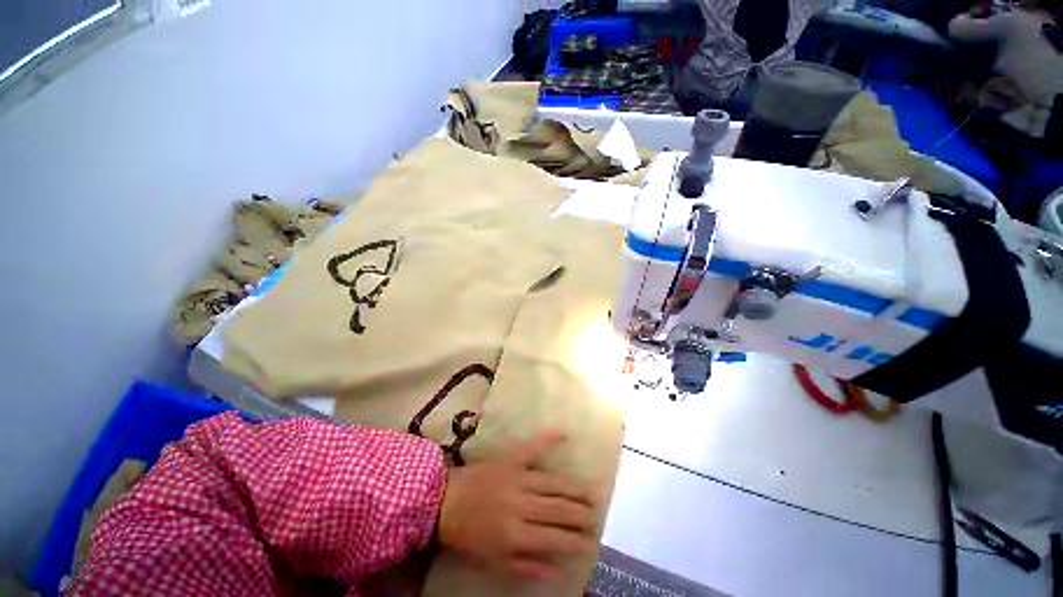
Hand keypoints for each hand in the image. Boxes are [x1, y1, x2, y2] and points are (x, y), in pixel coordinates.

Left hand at [437, 432, 597, 580]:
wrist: (446, 500)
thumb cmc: (468, 534)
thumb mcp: (493, 560)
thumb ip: (525, 566)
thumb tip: (557, 569)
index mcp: (515, 534)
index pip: (554, 539)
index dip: (575, 541)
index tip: (591, 541)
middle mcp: (521, 505)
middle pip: (558, 510)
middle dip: (581, 515)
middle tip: (597, 516)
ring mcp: (517, 477)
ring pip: (553, 483)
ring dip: (575, 488)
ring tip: (592, 492)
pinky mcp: (510, 459)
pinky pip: (532, 448)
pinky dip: (548, 440)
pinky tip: (564, 434)